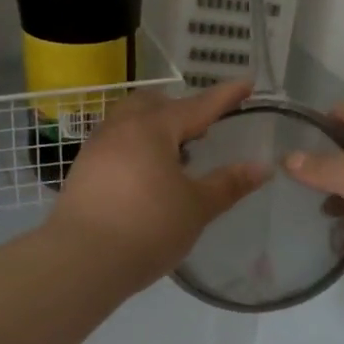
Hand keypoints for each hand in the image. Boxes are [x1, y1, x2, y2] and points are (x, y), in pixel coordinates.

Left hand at [49, 81, 266, 292]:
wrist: (80, 261)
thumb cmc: (147, 228)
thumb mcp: (196, 207)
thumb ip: (229, 184)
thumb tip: (262, 167)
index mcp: (153, 128)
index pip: (197, 105)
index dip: (225, 96)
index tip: (246, 82)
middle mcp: (121, 128)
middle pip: (154, 104)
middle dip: (181, 109)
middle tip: (203, 129)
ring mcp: (96, 148)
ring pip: (129, 121)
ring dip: (155, 127)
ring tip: (174, 154)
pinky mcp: (82, 170)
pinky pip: (115, 143)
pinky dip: (136, 146)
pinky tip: (145, 175)